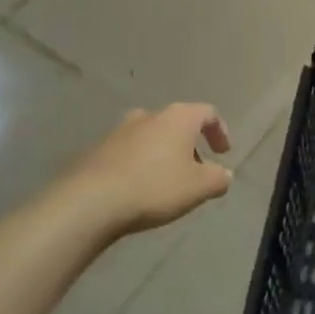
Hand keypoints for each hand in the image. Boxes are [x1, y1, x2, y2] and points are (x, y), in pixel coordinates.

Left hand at [69, 103, 233, 236]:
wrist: (91, 200)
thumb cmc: (155, 187)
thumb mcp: (199, 187)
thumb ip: (219, 178)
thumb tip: (224, 174)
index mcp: (177, 118)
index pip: (207, 113)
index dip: (220, 131)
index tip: (223, 153)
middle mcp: (148, 116)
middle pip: (177, 124)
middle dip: (189, 145)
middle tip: (196, 170)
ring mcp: (119, 131)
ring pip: (151, 137)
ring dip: (163, 154)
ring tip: (167, 182)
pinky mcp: (98, 150)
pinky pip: (128, 153)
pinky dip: (140, 165)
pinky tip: (139, 189)